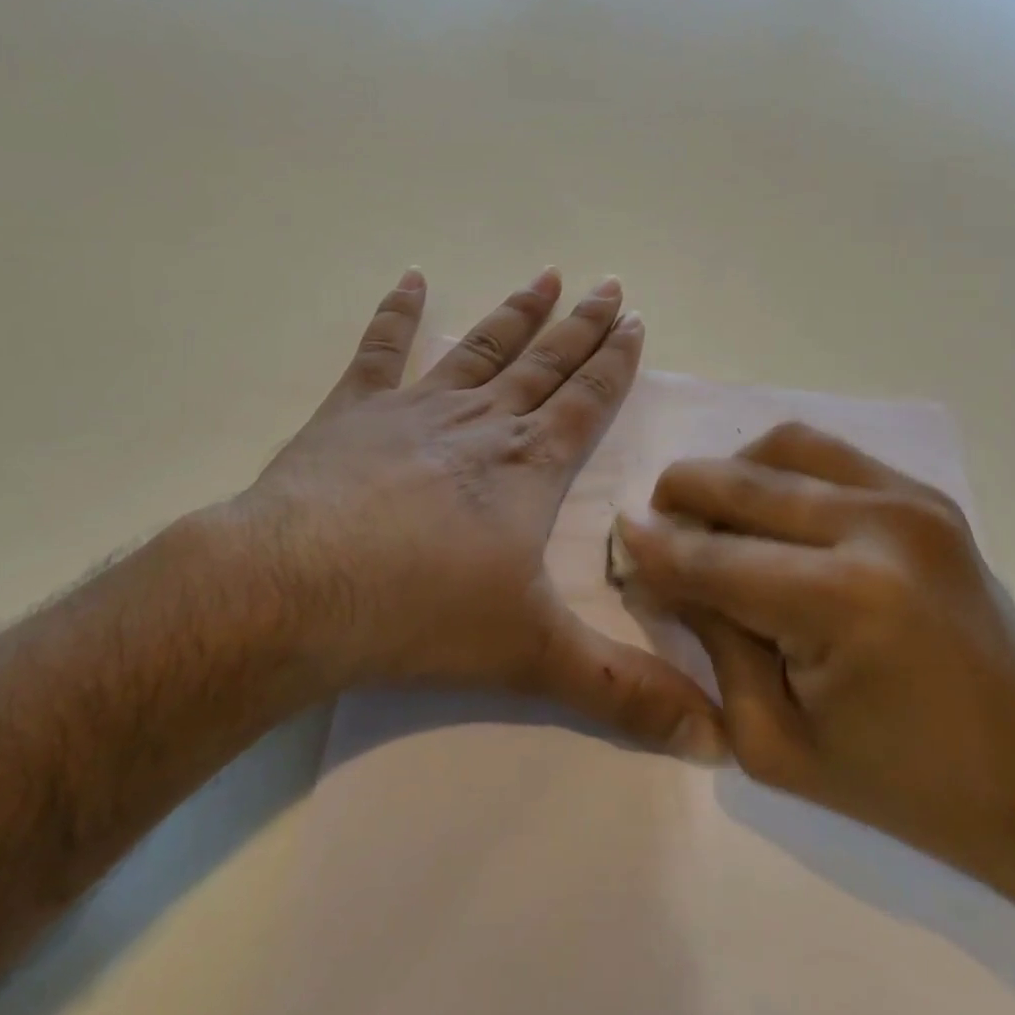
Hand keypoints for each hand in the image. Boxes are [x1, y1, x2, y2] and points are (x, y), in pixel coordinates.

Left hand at [196, 267, 726, 761]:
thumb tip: (716, 739)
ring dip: (516, 311)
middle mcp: (481, 423)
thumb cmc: (422, 614)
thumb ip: (624, 692)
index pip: (585, 400)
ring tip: (545, 276)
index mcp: (527, 467)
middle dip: (581, 325)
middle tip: (608, 284)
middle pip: (544, 362)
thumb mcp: (534, 657)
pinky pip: (381, 349)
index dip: (614, 361)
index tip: (635, 319)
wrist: (298, 591)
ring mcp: (416, 409)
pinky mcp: (355, 411)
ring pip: (481, 347)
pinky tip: (410, 279)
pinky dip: (397, 313)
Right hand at [611, 422, 1014, 885]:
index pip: (713, 559)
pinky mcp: (925, 494)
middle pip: (742, 484)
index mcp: (843, 602)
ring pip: (782, 446)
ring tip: (712, 513)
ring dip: (731, 472)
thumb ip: (712, 642)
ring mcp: (909, 499)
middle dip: (681, 496)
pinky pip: (827, 452)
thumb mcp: (775, 742)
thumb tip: (659, 571)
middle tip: (655, 523)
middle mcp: (877, 527)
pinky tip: (767, 506)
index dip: (654, 550)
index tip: (618, 540)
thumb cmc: (903, 782)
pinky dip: (779, 467)